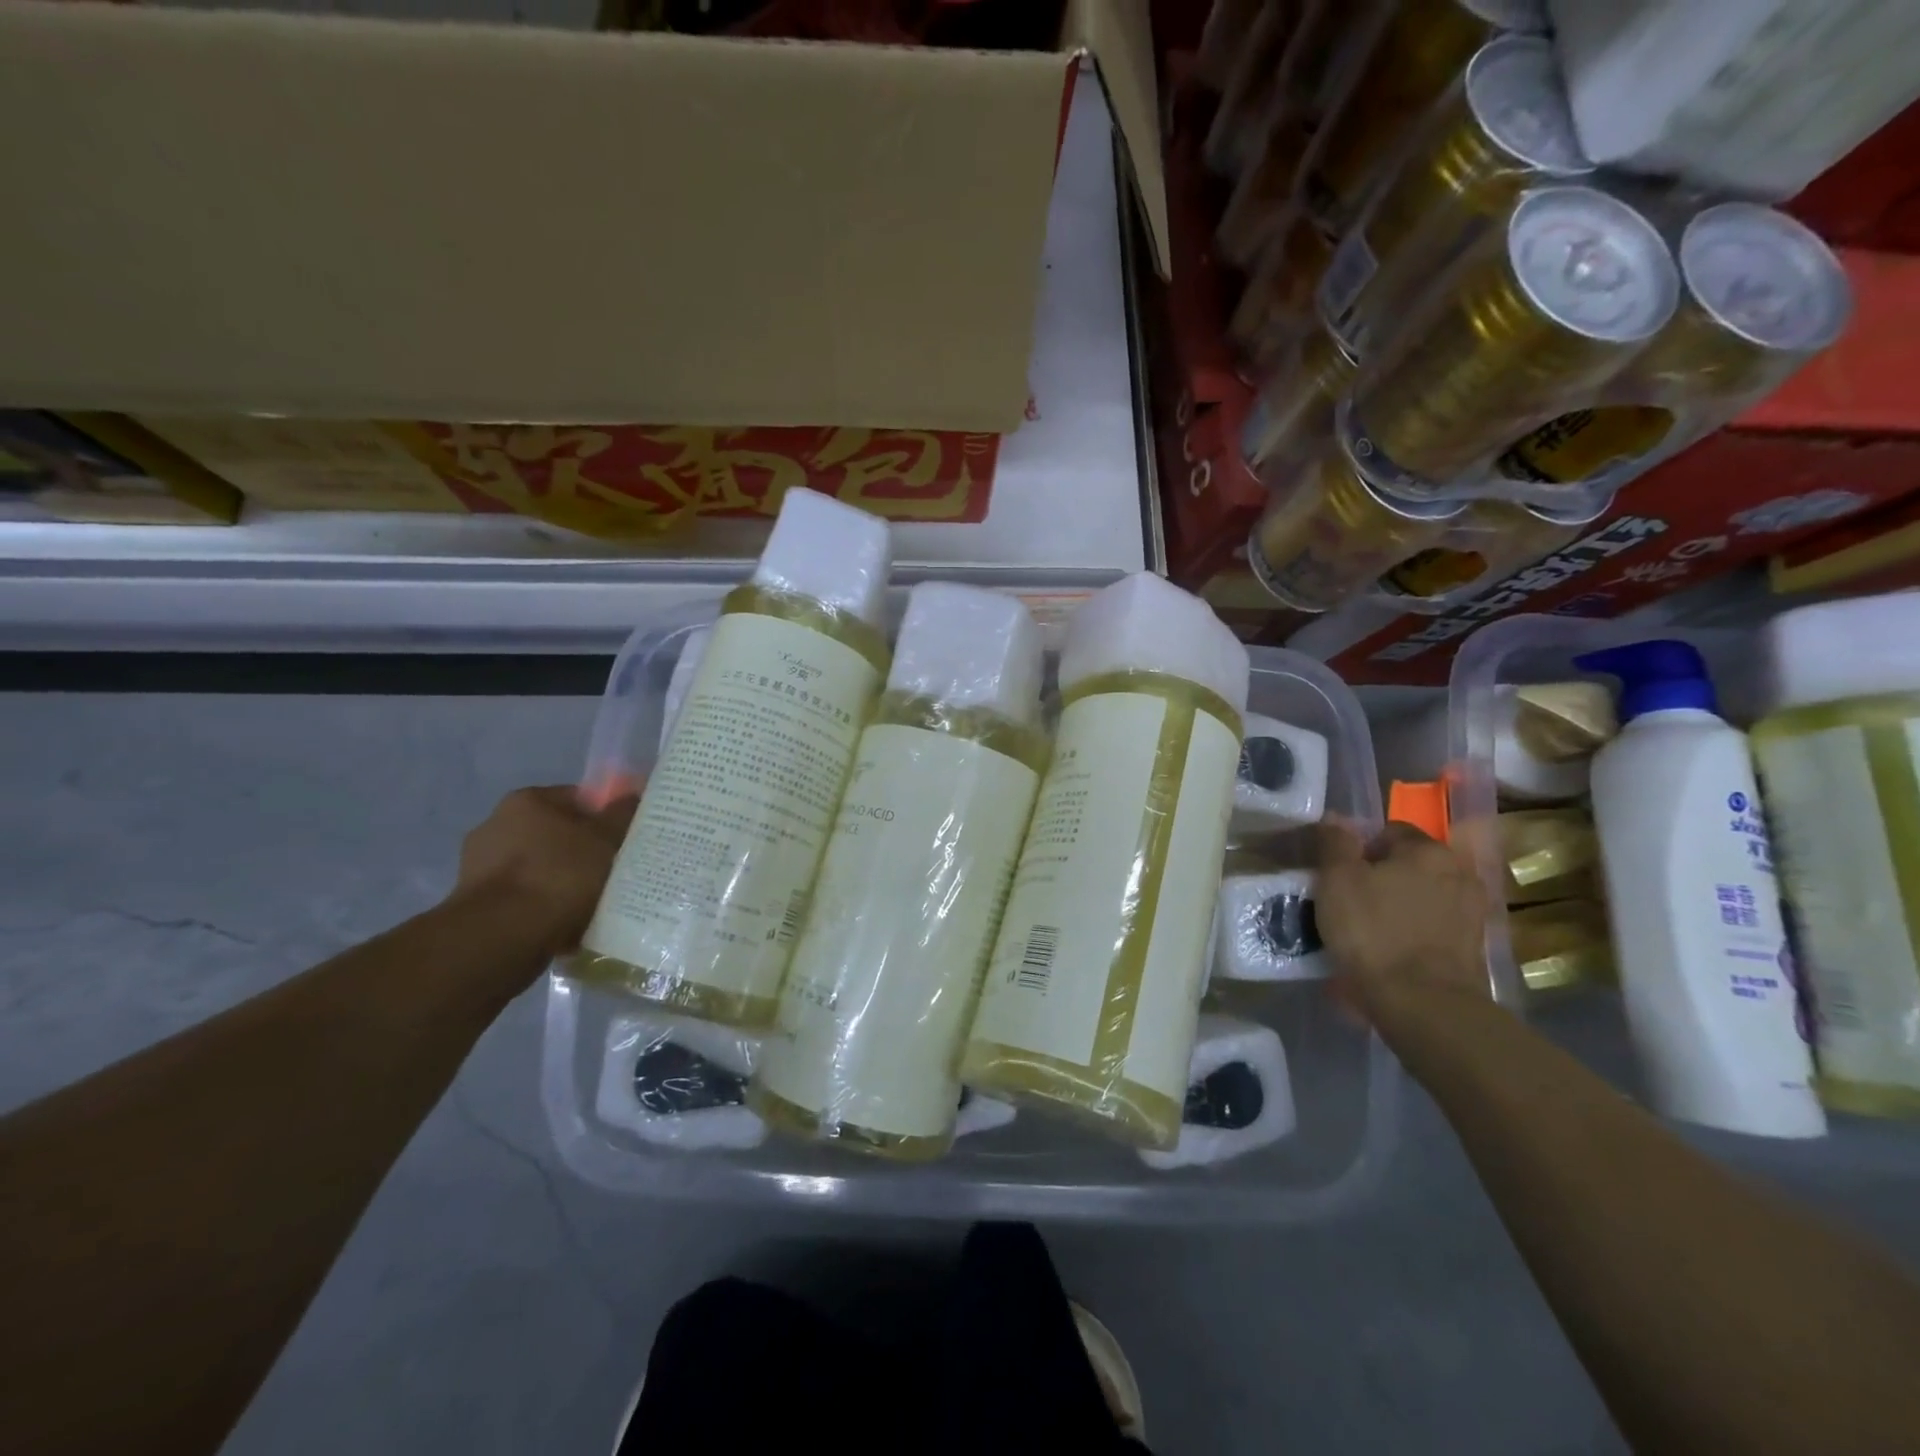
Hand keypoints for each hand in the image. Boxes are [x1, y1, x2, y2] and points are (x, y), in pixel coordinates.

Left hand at [456, 786, 637, 953]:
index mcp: (526, 801)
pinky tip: (566, 924)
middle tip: (611, 872)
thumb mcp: (606, 840)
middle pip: (555, 835)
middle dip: (581, 852)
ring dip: (561, 882)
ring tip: (590, 904)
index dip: (604, 818)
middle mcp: (495, 825)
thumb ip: (621, 815)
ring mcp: (480, 866)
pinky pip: (523, 898)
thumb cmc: (559, 874)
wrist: (503, 934)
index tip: (622, 840)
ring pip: (540, 869)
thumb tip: (630, 797)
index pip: (576, 799)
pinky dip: (543, 907)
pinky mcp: (476, 904)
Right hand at [1315, 822, 1489, 1023]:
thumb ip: (1335, 843)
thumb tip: (1336, 817)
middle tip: (1350, 902)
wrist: (1423, 1004)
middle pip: (1409, 865)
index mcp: (1427, 850)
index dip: (1359, 850)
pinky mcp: (1473, 948)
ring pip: (1422, 897)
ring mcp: (1471, 912)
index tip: (1338, 875)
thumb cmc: (1373, 932)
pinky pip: (1433, 928)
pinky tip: (1391, 953)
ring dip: (1398, 906)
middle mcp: (1459, 872)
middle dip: (1382, 878)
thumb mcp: (1337, 880)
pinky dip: (1413, 933)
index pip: (1388, 832)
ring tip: (1369, 931)